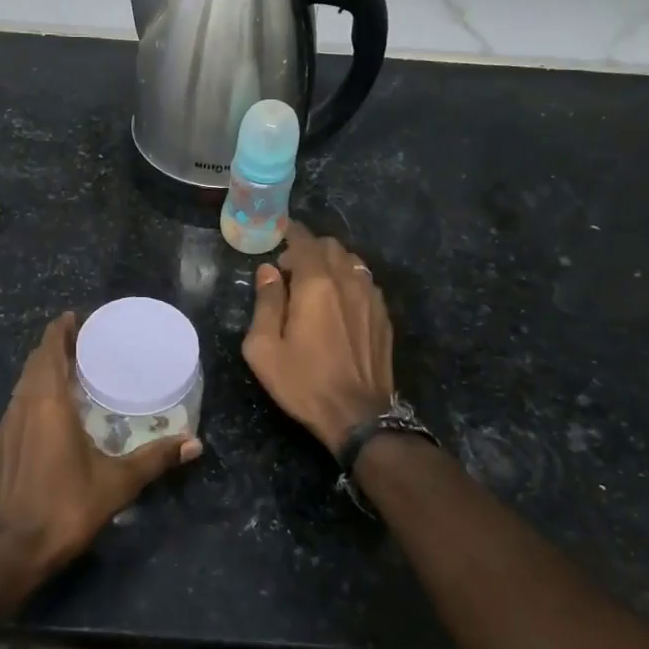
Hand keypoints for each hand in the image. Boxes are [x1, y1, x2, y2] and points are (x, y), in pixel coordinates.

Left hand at [0, 313, 200, 590]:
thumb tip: (195, 444)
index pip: (49, 350)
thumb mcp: (117, 483)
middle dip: (56, 346)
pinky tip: (54, 408)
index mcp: (47, 404)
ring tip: (72, 368)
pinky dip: (35, 391)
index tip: (77, 317)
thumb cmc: (65, 508)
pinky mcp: (2, 445)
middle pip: (35, 362)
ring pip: (24, 383)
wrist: (13, 551)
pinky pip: (19, 402)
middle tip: (85, 341)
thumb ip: (155, 459)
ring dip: (44, 368)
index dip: (60, 330)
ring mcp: (8, 426)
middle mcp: (23, 406)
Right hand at [242, 223, 394, 452]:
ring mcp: (372, 298)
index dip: (291, 232)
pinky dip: (349, 281)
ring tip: (316, 284)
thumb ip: (266, 302)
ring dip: (332, 264)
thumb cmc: (302, 382)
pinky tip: (339, 303)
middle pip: (332, 247)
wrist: (357, 416)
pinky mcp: (384, 317)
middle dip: (310, 249)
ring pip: (352, 262)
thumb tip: (268, 272)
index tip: (279, 234)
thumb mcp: (264, 347)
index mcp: (316, 284)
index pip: (305, 241)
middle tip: (291, 269)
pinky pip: (365, 283)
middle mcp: (348, 282)